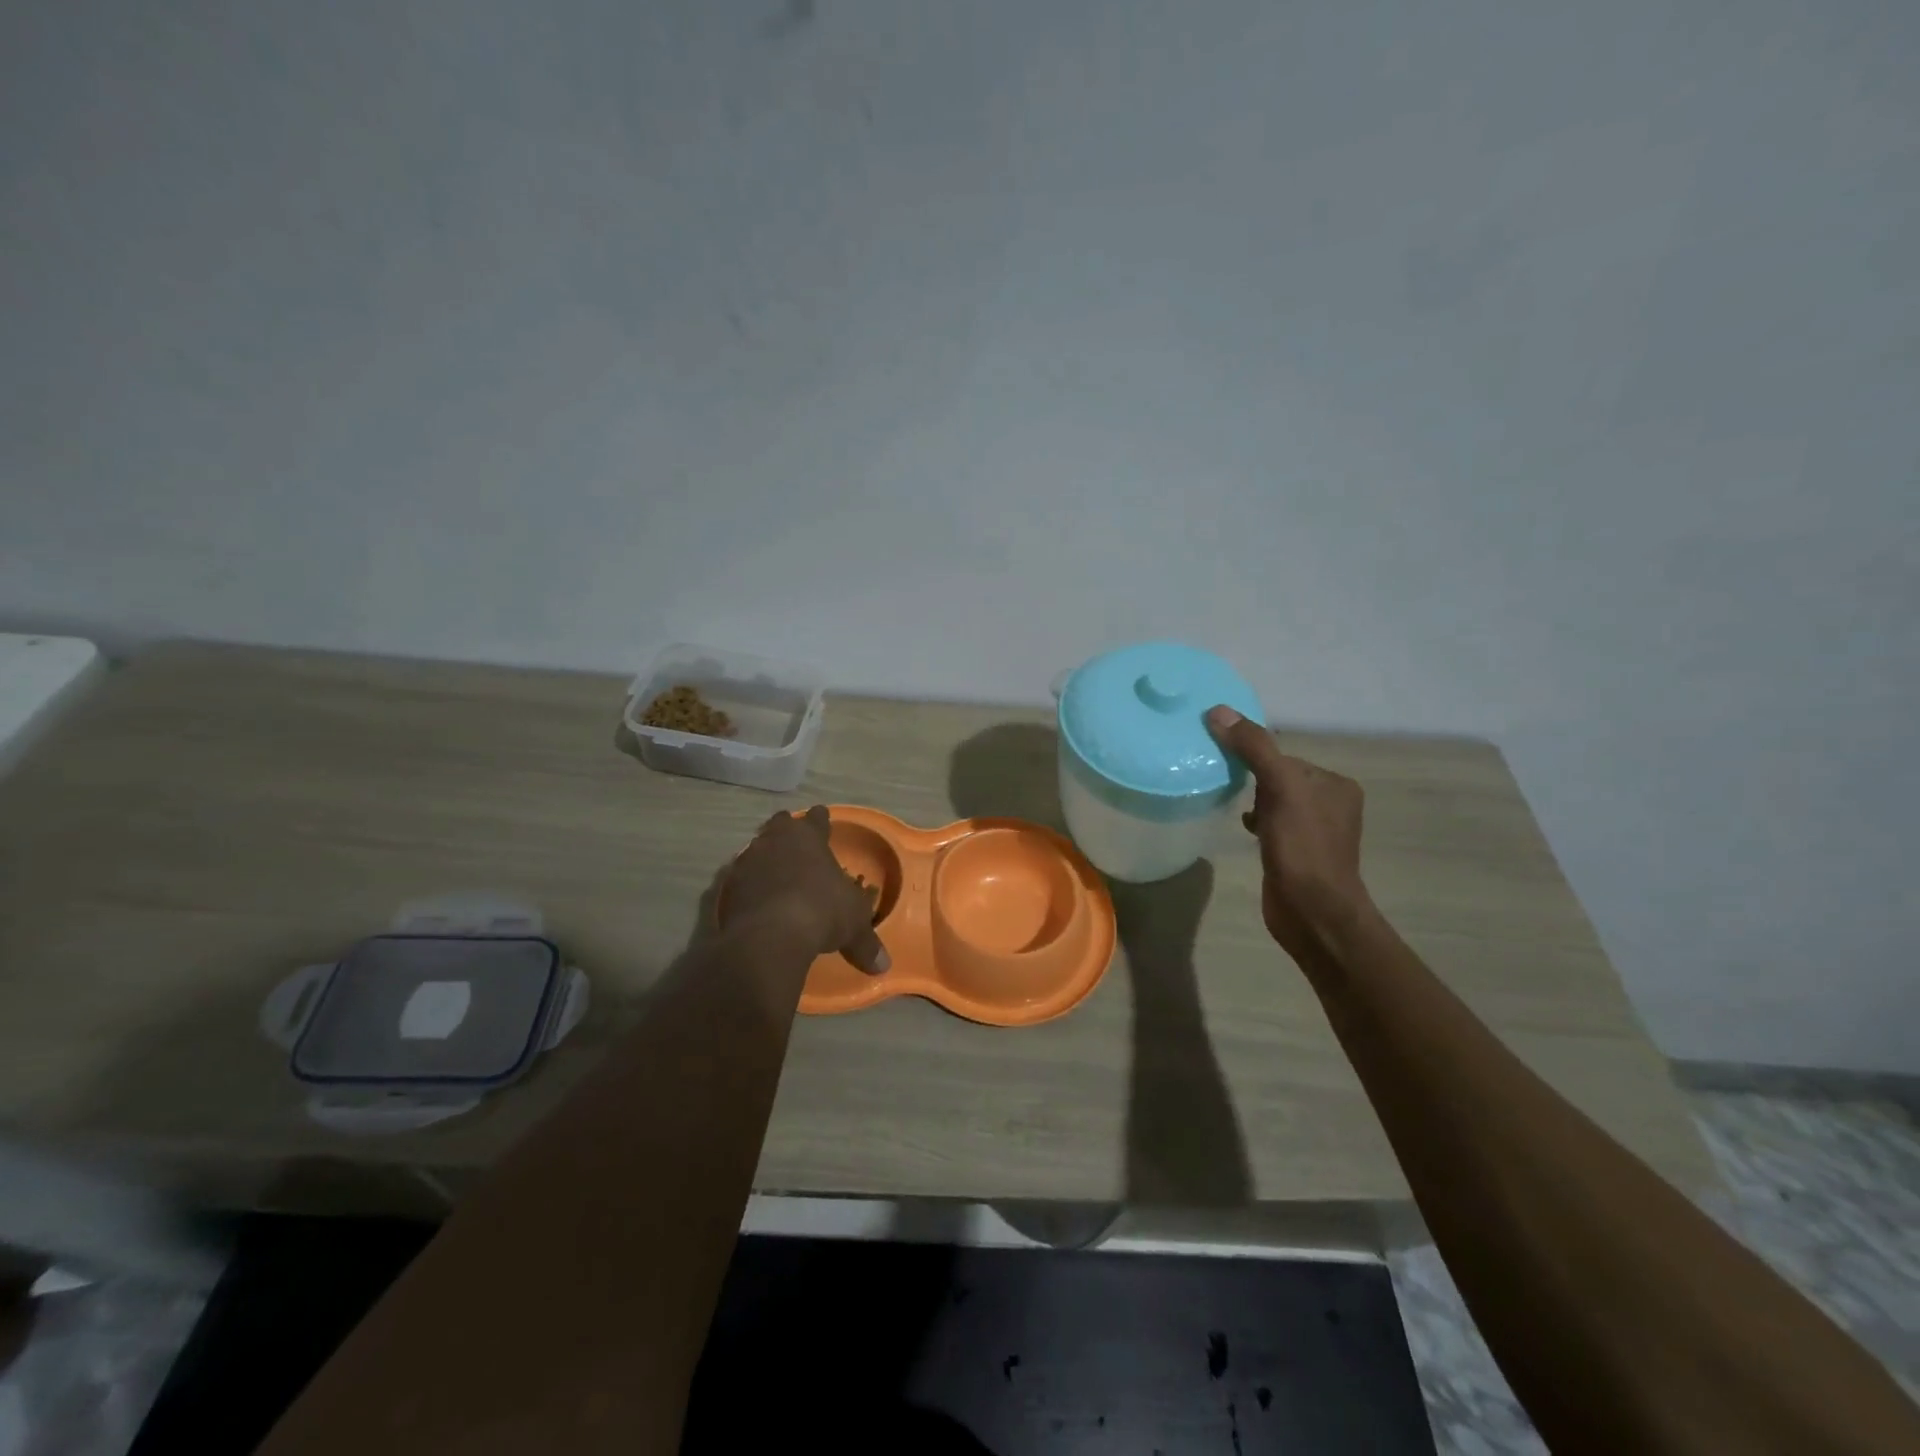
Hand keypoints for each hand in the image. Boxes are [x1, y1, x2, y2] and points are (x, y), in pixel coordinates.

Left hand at [722, 806, 890, 972]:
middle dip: (788, 831)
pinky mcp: (727, 886)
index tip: (822, 821)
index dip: (821, 820)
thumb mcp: (853, 926)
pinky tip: (754, 899)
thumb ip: (866, 942)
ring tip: (775, 873)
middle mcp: (776, 840)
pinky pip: (739, 878)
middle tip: (796, 845)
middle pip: (781, 824)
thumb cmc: (822, 912)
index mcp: (809, 837)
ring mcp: (748, 860)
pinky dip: (748, 885)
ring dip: (765, 857)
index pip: (817, 818)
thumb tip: (884, 966)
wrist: (769, 936)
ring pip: (757, 848)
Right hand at [1206, 707, 1374, 964]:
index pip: (1285, 756)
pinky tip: (1242, 829)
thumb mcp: (1280, 788)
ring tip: (1230, 804)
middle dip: (1252, 778)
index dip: (1255, 757)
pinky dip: (1256, 822)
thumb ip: (1253, 748)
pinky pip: (1272, 825)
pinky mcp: (1298, 855)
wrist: (1313, 913)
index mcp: (1335, 784)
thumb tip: (1218, 711)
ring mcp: (1315, 832)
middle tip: (1223, 781)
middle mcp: (1331, 804)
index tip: (1225, 761)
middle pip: (1279, 777)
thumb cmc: (1302, 847)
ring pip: (1274, 801)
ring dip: (1252, 801)